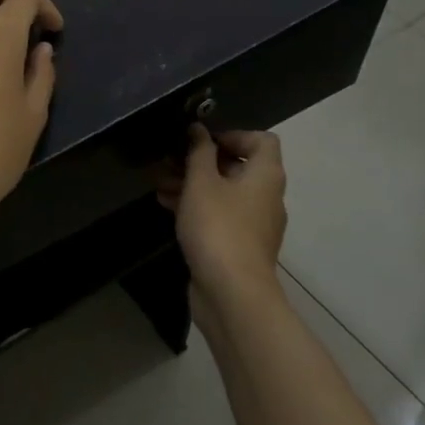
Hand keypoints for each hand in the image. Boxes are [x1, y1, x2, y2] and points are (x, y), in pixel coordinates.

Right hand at [158, 125, 287, 310]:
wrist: (232, 294)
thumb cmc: (218, 227)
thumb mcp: (202, 182)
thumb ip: (199, 152)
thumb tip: (199, 129)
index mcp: (265, 176)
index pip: (262, 140)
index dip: (233, 134)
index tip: (201, 141)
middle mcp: (266, 197)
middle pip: (238, 166)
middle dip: (201, 160)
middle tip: (170, 159)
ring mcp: (254, 224)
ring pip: (224, 192)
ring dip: (193, 183)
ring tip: (159, 181)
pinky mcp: (239, 246)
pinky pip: (219, 215)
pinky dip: (197, 206)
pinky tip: (166, 204)